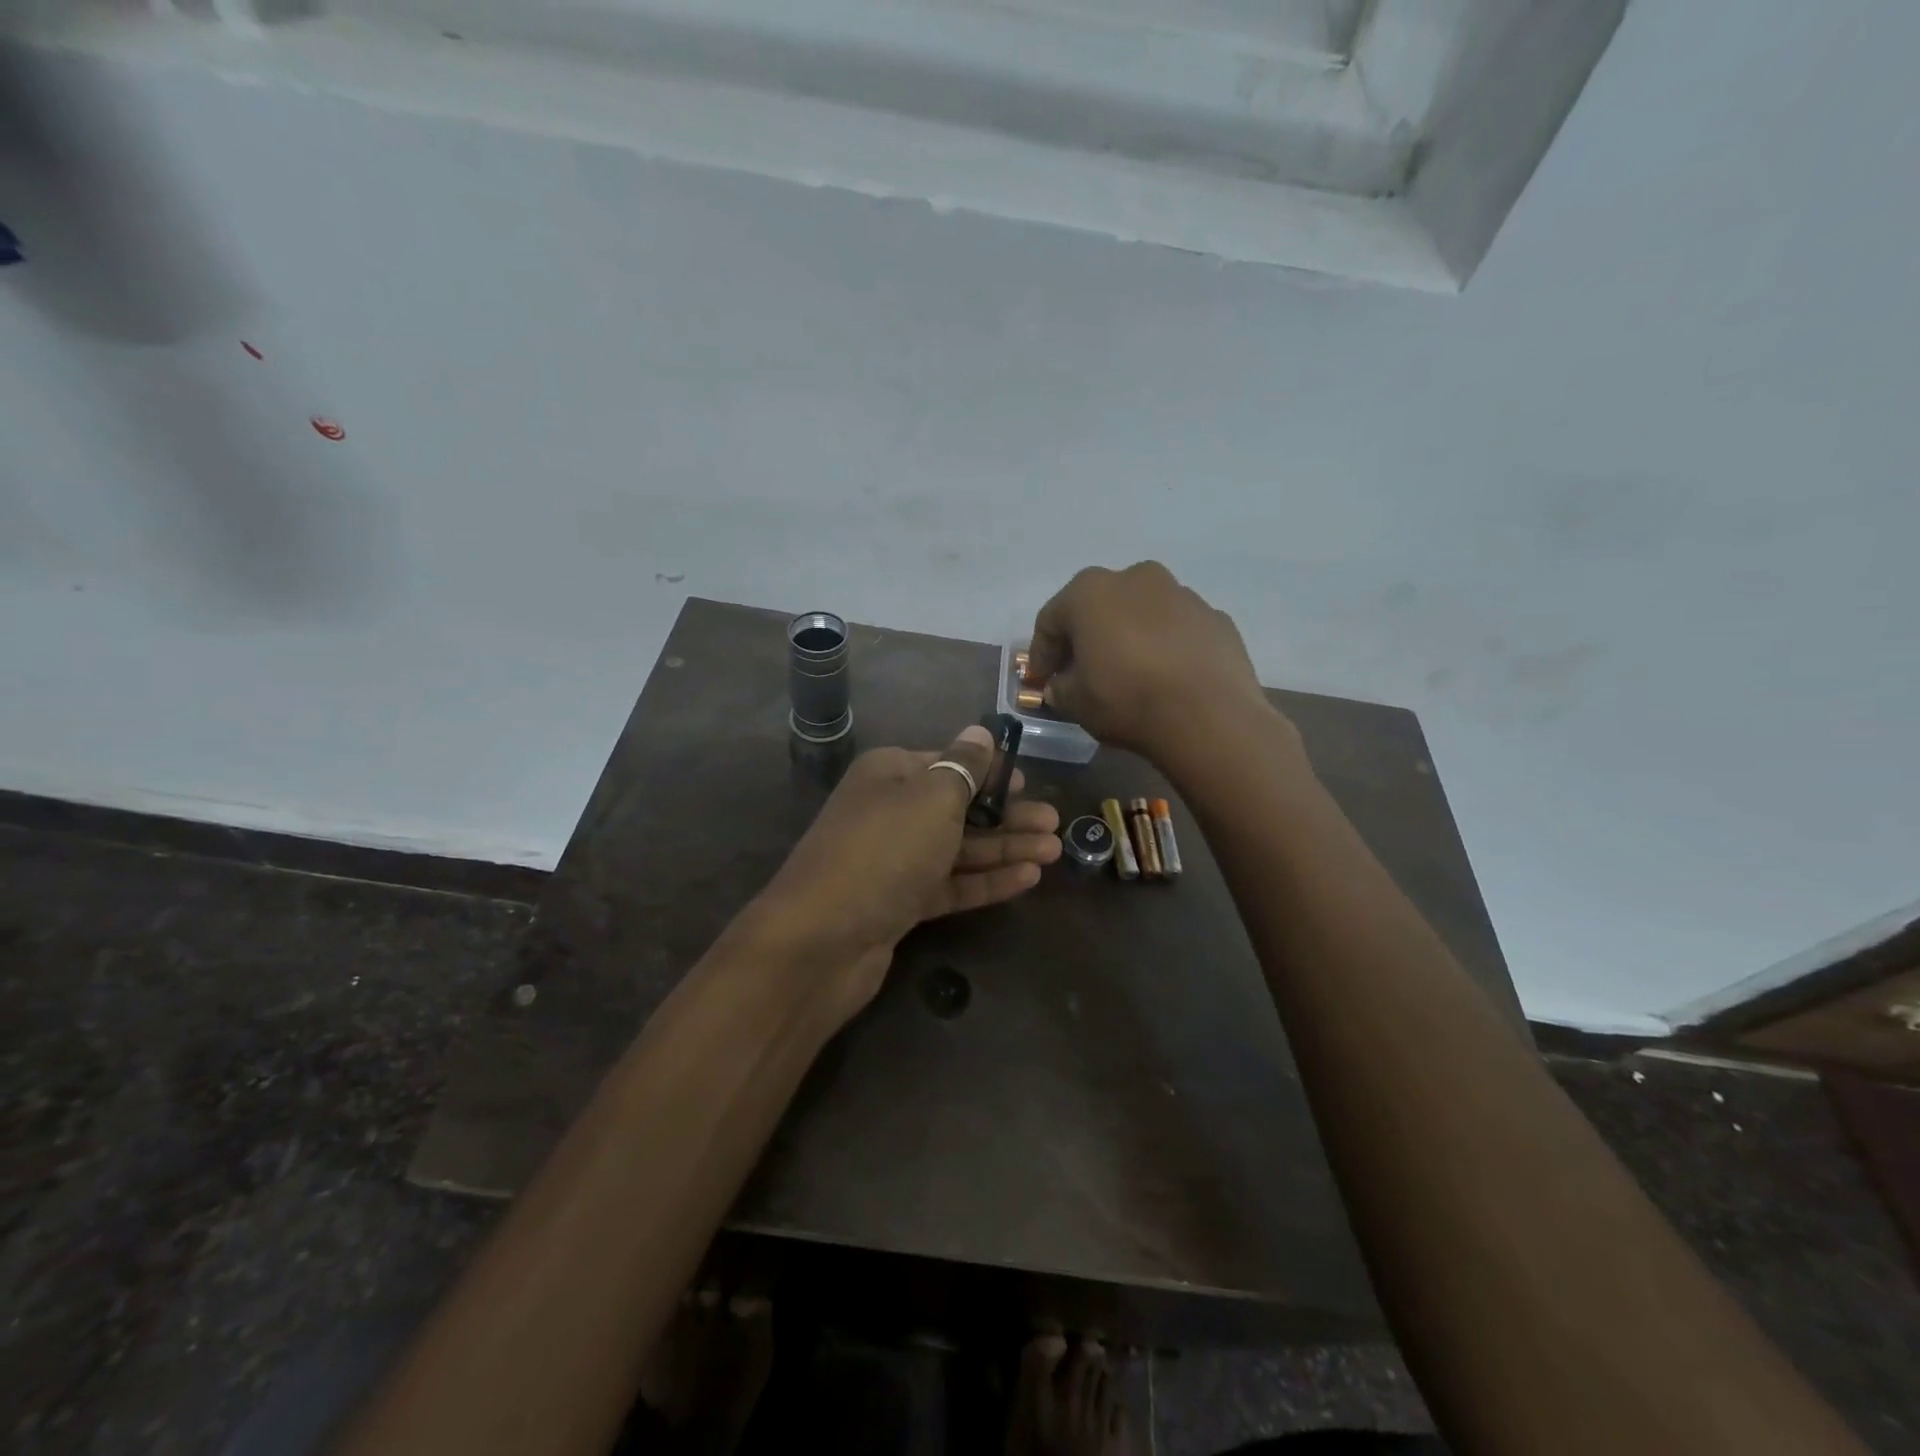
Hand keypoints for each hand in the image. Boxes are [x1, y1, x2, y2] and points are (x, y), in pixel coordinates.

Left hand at [746, 724, 1060, 1024]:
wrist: (822, 939)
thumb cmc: (885, 850)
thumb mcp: (932, 797)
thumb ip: (964, 767)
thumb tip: (981, 732)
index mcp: (890, 774)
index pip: (948, 763)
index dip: (989, 771)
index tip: (1029, 781)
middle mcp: (890, 812)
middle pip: (958, 808)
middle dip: (1007, 815)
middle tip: (1054, 822)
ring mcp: (894, 861)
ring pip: (958, 848)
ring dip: (1005, 848)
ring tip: (1054, 850)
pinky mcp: (900, 903)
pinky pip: (951, 884)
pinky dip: (986, 880)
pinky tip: (1027, 879)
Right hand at [1028, 561, 1274, 760]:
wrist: (1209, 716)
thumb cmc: (1127, 699)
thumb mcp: (1075, 702)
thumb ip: (1060, 688)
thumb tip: (1062, 685)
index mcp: (1091, 591)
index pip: (1052, 620)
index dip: (1042, 653)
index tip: (1041, 680)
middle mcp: (1137, 578)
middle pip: (1099, 607)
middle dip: (1087, 637)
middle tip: (1082, 671)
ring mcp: (1182, 594)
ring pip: (1142, 613)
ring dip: (1130, 637)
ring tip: (1129, 674)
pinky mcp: (1216, 617)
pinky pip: (1178, 630)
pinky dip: (1166, 646)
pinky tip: (1167, 678)